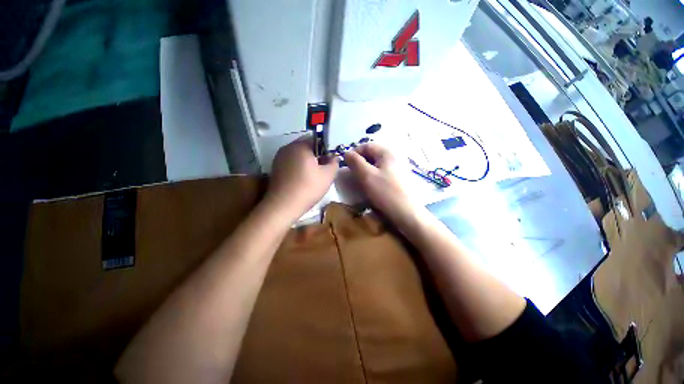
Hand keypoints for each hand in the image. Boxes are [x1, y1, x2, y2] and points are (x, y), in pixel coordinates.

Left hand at [265, 137, 338, 221]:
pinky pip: (291, 163)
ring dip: (308, 161)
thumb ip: (334, 163)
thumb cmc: (308, 188)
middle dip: (317, 155)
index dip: (326, 148)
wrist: (283, 206)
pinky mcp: (275, 168)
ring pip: (298, 155)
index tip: (331, 160)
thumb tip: (334, 157)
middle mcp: (287, 148)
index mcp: (300, 146)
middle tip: (325, 168)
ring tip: (314, 175)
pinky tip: (303, 179)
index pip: (317, 139)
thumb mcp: (328, 175)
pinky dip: (299, 167)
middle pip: (306, 146)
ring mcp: (279, 158)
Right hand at [344, 143, 422, 225]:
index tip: (346, 165)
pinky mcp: (397, 179)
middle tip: (353, 175)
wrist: (406, 213)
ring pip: (376, 165)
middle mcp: (393, 157)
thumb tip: (346, 152)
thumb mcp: (366, 175)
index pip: (366, 146)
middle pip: (372, 155)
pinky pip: (381, 173)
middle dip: (360, 163)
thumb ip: (355, 161)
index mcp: (387, 153)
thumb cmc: (385, 192)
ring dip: (365, 171)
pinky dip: (373, 177)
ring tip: (361, 182)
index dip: (354, 153)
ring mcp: (397, 168)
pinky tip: (371, 186)